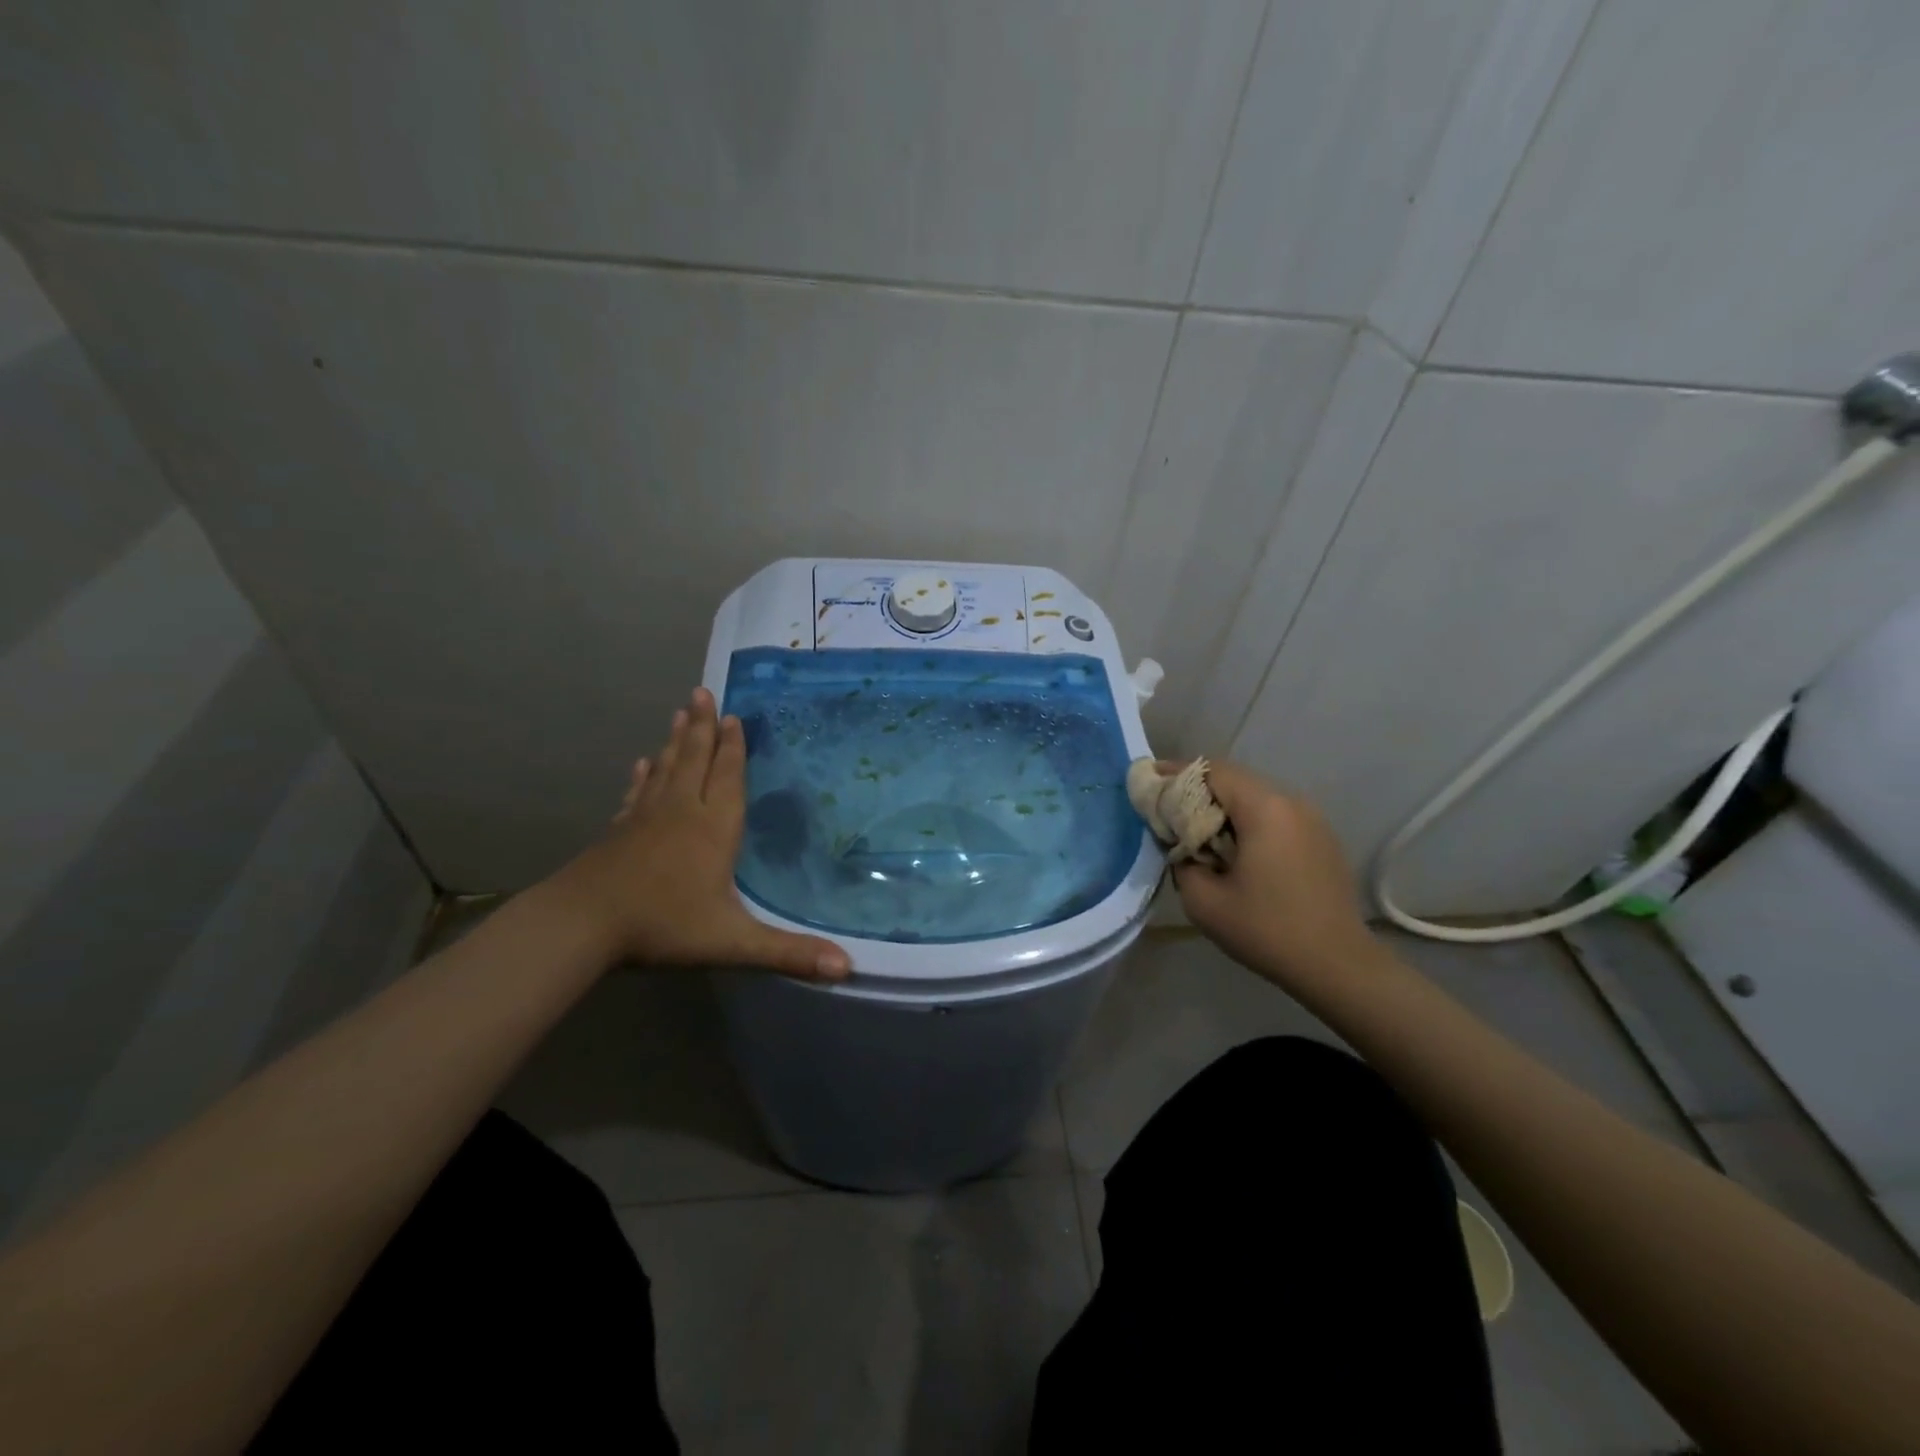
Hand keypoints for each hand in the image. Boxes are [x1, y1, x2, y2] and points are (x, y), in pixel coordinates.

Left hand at [553, 688, 851, 979]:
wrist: (581, 925)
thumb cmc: (662, 925)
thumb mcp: (733, 942)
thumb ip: (789, 953)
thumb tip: (849, 968)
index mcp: (712, 828)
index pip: (727, 777)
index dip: (733, 747)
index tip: (734, 715)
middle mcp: (680, 812)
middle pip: (694, 759)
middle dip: (702, 726)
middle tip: (702, 691)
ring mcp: (644, 819)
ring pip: (665, 769)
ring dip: (675, 740)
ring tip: (680, 712)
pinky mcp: (618, 832)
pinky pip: (636, 793)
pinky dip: (642, 776)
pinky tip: (642, 764)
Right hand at [1171, 760, 1375, 989]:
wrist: (1338, 965)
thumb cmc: (1267, 930)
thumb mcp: (1204, 902)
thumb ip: (1181, 862)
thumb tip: (1181, 847)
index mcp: (1264, 809)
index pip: (1212, 771)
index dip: (1177, 772)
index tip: (1150, 780)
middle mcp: (1291, 802)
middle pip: (1235, 780)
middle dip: (1197, 790)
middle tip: (1168, 810)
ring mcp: (1312, 819)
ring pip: (1256, 797)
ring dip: (1224, 807)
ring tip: (1198, 831)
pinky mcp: (1322, 838)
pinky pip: (1276, 815)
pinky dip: (1248, 821)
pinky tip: (1235, 849)